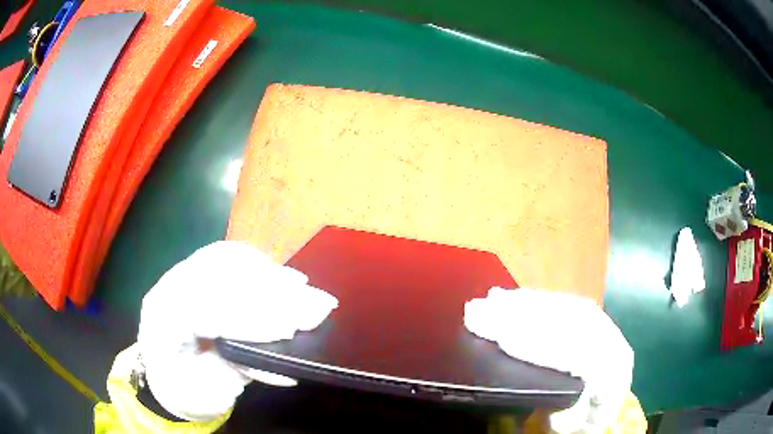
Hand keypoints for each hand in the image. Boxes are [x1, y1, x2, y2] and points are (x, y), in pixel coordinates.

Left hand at [136, 241, 337, 420]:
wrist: (163, 375)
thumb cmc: (184, 390)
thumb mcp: (211, 391)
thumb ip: (242, 365)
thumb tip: (286, 342)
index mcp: (163, 322)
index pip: (206, 309)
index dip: (250, 319)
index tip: (291, 329)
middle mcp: (168, 288)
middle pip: (219, 277)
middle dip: (270, 292)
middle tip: (315, 303)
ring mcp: (179, 275)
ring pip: (223, 260)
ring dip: (266, 273)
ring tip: (301, 286)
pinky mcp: (194, 273)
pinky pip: (226, 258)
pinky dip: (256, 265)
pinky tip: (280, 274)